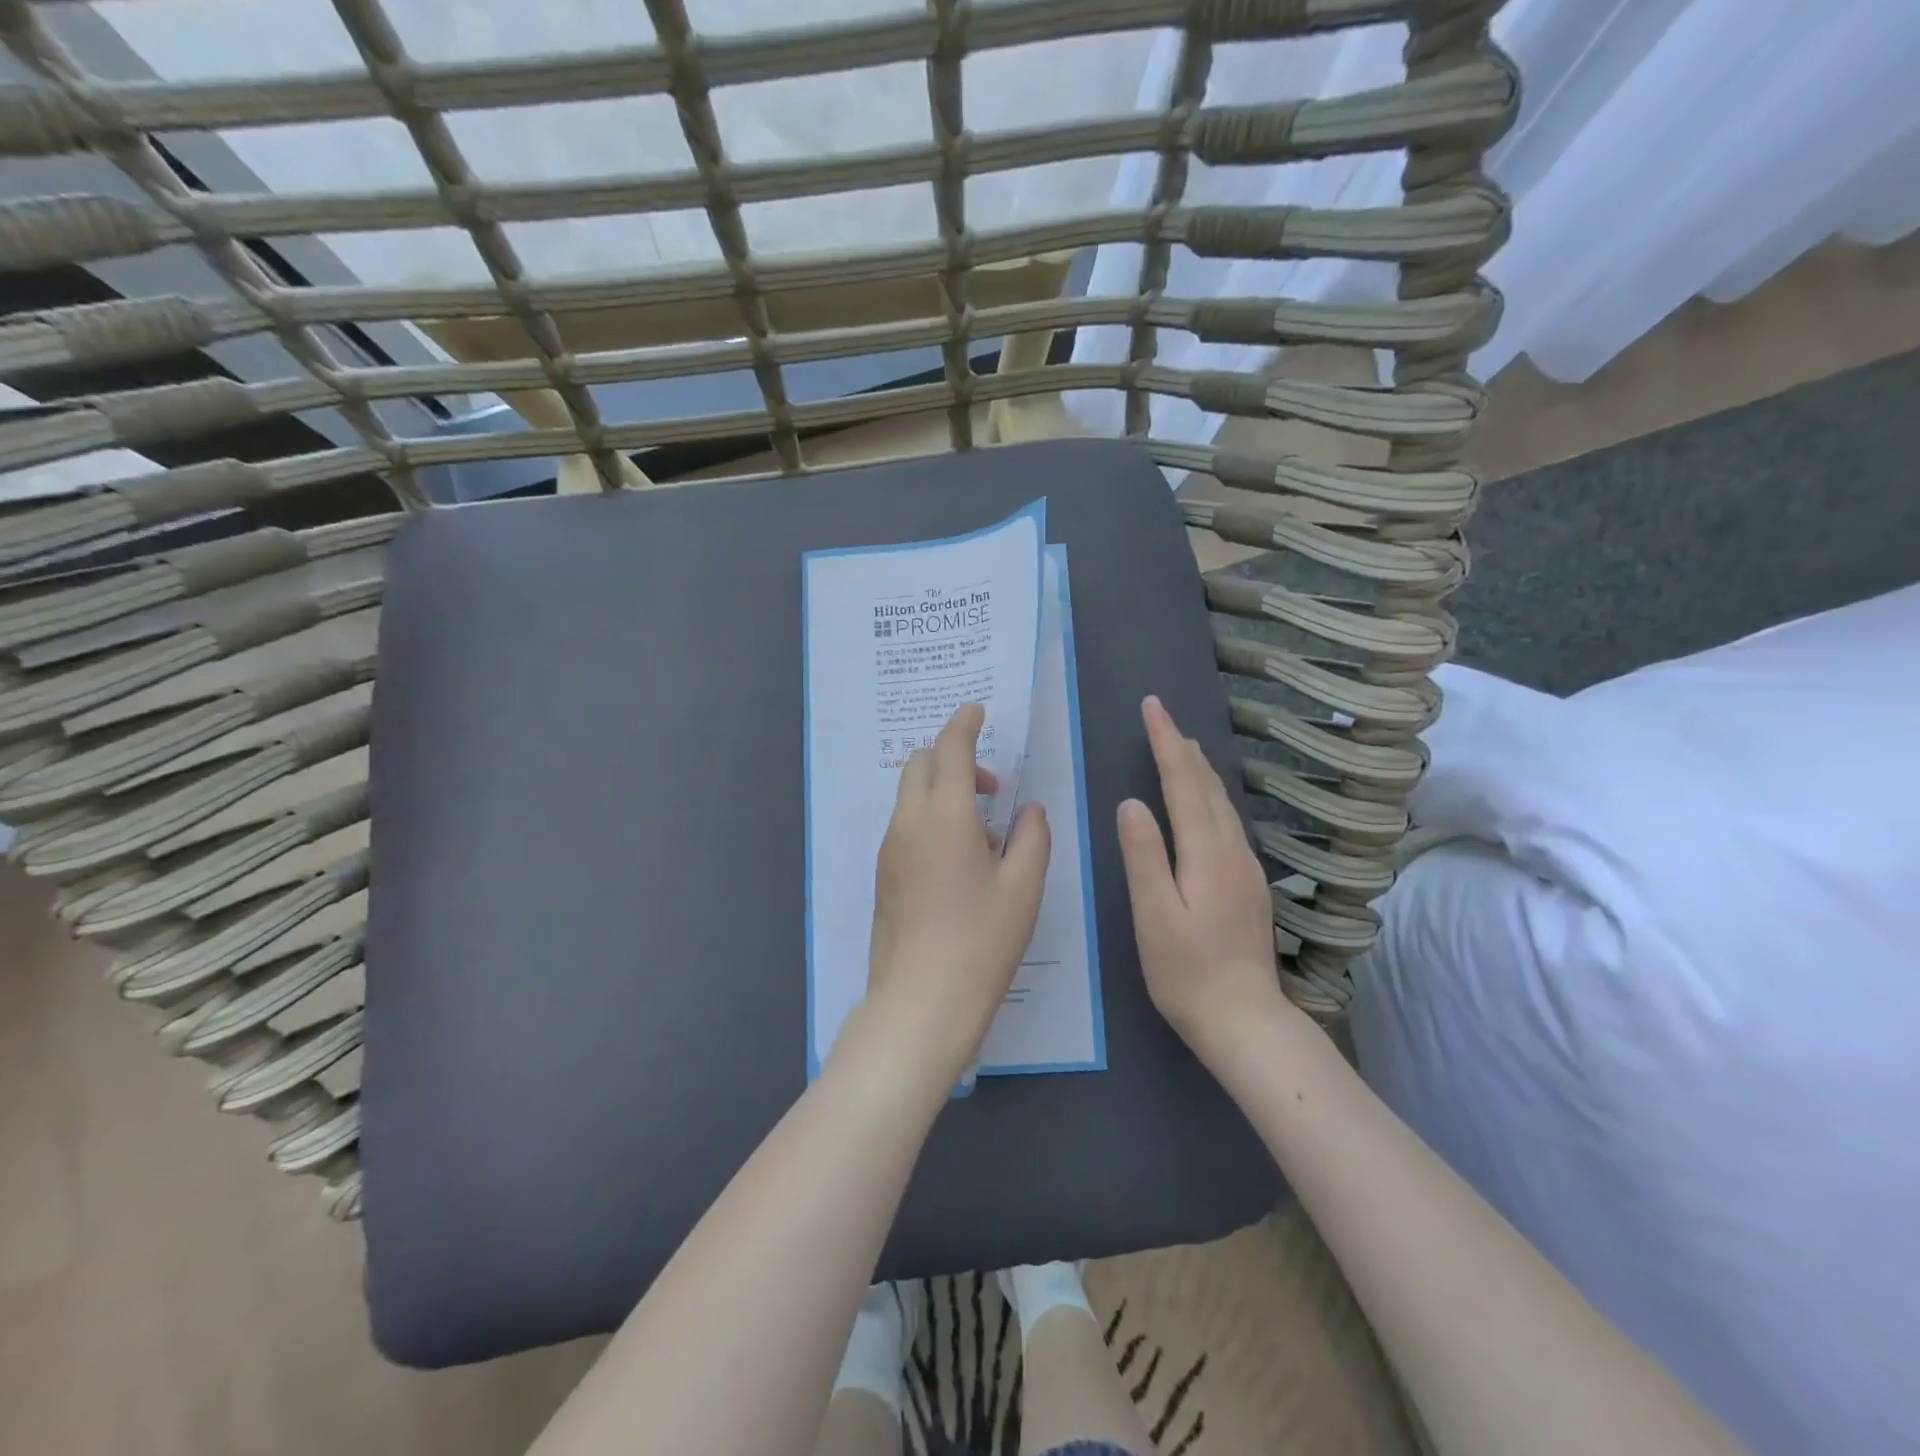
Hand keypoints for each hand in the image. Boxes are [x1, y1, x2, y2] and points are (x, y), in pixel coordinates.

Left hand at [855, 702, 1050, 1087]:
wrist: (920, 1001)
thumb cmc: (981, 941)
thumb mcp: (1024, 887)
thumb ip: (1032, 836)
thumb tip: (1028, 809)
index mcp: (944, 816)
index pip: (949, 749)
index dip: (964, 723)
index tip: (977, 710)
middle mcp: (908, 823)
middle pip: (920, 765)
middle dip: (952, 758)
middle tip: (990, 789)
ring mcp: (888, 850)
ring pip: (909, 797)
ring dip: (942, 792)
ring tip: (983, 835)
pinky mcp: (882, 876)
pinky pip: (905, 827)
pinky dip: (929, 820)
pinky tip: (959, 863)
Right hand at [1117, 695, 1293, 1054]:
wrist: (1245, 1020)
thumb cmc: (1187, 972)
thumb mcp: (1154, 916)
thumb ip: (1144, 857)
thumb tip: (1131, 804)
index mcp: (1207, 854)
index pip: (1184, 783)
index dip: (1166, 742)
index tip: (1152, 707)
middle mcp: (1233, 851)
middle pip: (1208, 786)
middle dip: (1183, 747)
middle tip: (1162, 717)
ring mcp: (1246, 868)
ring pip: (1223, 803)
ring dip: (1200, 769)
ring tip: (1182, 746)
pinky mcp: (1249, 885)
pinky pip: (1228, 822)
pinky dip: (1210, 796)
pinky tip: (1205, 801)